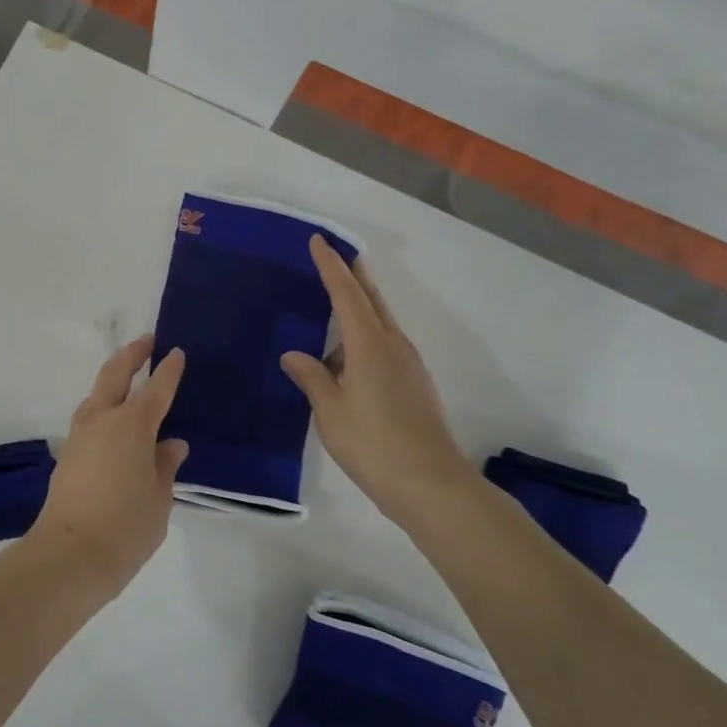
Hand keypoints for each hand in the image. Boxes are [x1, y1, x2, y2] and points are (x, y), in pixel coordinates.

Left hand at [30, 335, 187, 595]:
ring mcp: (80, 434)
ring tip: (129, 377)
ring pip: (97, 392)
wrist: (69, 554)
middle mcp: (102, 419)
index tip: (176, 352)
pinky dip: (103, 405)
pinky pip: (89, 416)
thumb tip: (171, 444)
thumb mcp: (160, 498)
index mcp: (132, 425)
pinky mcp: (67, 452)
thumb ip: (165, 465)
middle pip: (115, 374)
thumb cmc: (126, 526)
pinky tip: (113, 420)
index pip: (156, 389)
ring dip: (113, 378)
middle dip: (132, 354)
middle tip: (147, 342)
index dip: (168, 370)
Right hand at [280, 235, 473, 521]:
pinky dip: (363, 336)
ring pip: (379, 323)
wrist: (432, 486)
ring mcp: (408, 366)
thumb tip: (294, 355)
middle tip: (335, 255)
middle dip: (353, 275)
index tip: (319, 240)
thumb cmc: (374, 444)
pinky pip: (383, 345)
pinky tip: (346, 357)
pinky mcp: (413, 385)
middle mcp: (392, 346)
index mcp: (369, 345)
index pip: (346, 294)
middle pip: (371, 300)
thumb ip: (311, 377)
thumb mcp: (330, 411)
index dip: (331, 266)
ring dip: (359, 306)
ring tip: (332, 306)